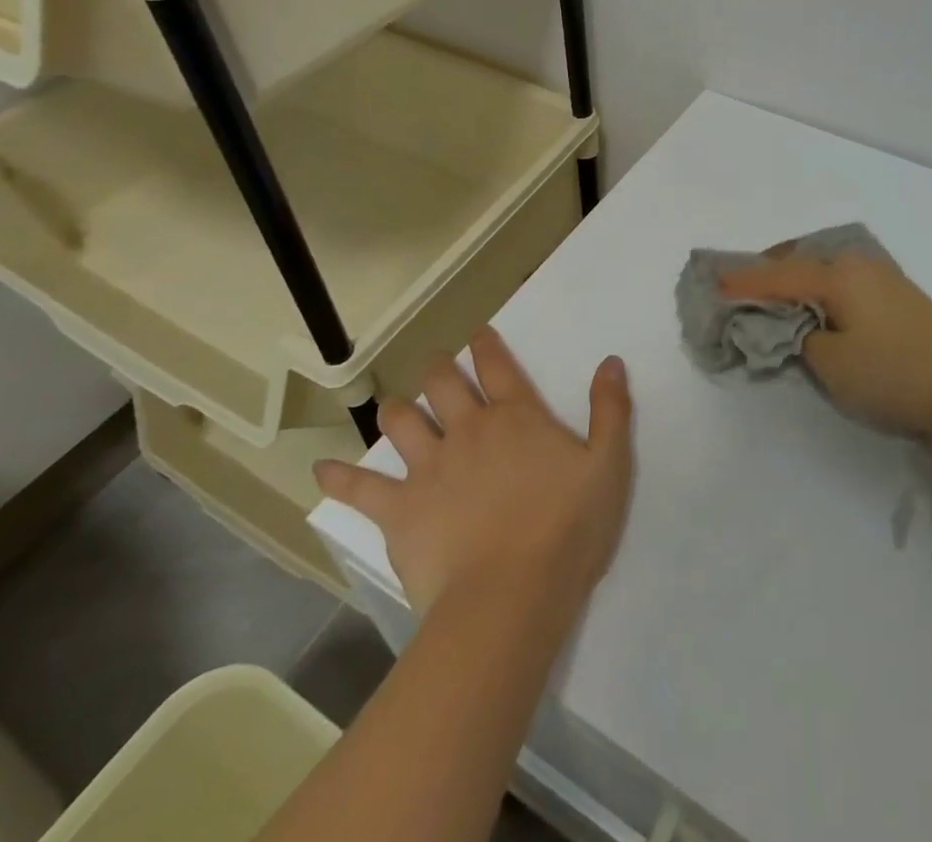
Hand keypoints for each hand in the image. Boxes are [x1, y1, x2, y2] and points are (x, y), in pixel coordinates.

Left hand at [314, 328, 633, 617]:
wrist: (511, 597)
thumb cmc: (567, 529)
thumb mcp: (609, 465)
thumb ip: (611, 410)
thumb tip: (610, 361)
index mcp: (516, 416)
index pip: (497, 365)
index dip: (486, 344)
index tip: (478, 334)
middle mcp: (469, 429)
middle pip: (442, 383)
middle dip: (437, 368)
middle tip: (436, 367)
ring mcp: (429, 467)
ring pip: (401, 421)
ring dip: (397, 410)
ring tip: (396, 409)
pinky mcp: (399, 510)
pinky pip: (361, 488)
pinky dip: (339, 478)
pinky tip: (320, 472)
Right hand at [718, 254, 931, 439]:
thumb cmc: (893, 374)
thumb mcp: (832, 363)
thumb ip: (800, 337)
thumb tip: (796, 325)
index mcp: (840, 274)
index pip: (780, 275)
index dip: (745, 282)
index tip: (714, 284)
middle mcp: (860, 265)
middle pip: (802, 261)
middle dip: (770, 272)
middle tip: (742, 287)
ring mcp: (883, 278)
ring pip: (826, 270)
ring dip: (797, 281)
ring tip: (774, 296)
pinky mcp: (898, 296)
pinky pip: (845, 284)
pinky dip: (821, 291)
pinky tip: (816, 306)